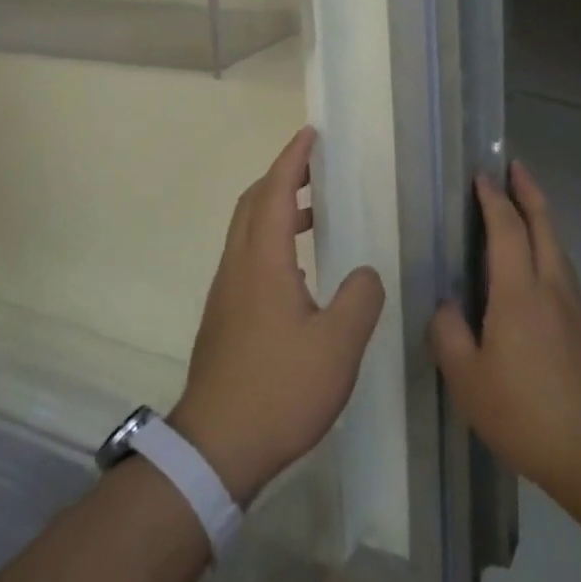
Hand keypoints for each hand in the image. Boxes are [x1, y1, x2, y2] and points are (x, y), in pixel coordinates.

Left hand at [169, 127, 385, 505]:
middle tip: (313, 167)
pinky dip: (271, 239)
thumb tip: (364, 273)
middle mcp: (238, 265)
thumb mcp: (338, 346)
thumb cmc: (279, 389)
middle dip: (281, 176)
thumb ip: (360, 299)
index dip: (293, 159)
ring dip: (276, 208)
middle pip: (253, 203)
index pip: (276, 191)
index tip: (310, 134)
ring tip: (314, 213)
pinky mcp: (224, 316)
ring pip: (247, 230)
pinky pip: (246, 256)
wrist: (216, 447)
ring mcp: (226, 291)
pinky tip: (298, 270)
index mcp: (263, 261)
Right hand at [431, 163, 580, 505]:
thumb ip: (449, 335)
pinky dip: (548, 253)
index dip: (493, 200)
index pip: (506, 229)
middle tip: (515, 167)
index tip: (482, 176)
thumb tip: (446, 305)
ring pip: (558, 249)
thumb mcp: (468, 381)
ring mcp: (577, 308)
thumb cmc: (526, 414)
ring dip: (542, 220)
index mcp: (519, 293)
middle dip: (529, 192)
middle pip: (544, 225)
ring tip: (524, 210)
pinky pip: (564, 275)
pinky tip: (536, 274)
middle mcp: (552, 288)